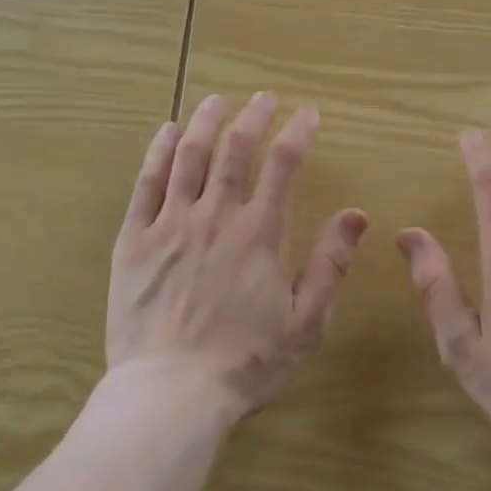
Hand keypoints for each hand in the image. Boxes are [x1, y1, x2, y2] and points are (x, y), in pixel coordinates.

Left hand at [108, 91, 368, 425]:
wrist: (170, 393)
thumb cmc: (245, 362)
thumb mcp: (305, 322)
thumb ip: (330, 264)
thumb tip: (355, 215)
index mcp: (260, 233)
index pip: (283, 165)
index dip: (298, 132)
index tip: (307, 114)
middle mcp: (216, 215)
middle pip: (236, 150)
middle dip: (253, 117)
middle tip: (263, 98)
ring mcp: (170, 224)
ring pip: (189, 156)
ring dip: (206, 122)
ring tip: (217, 100)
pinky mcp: (135, 240)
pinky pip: (146, 183)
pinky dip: (158, 152)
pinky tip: (167, 132)